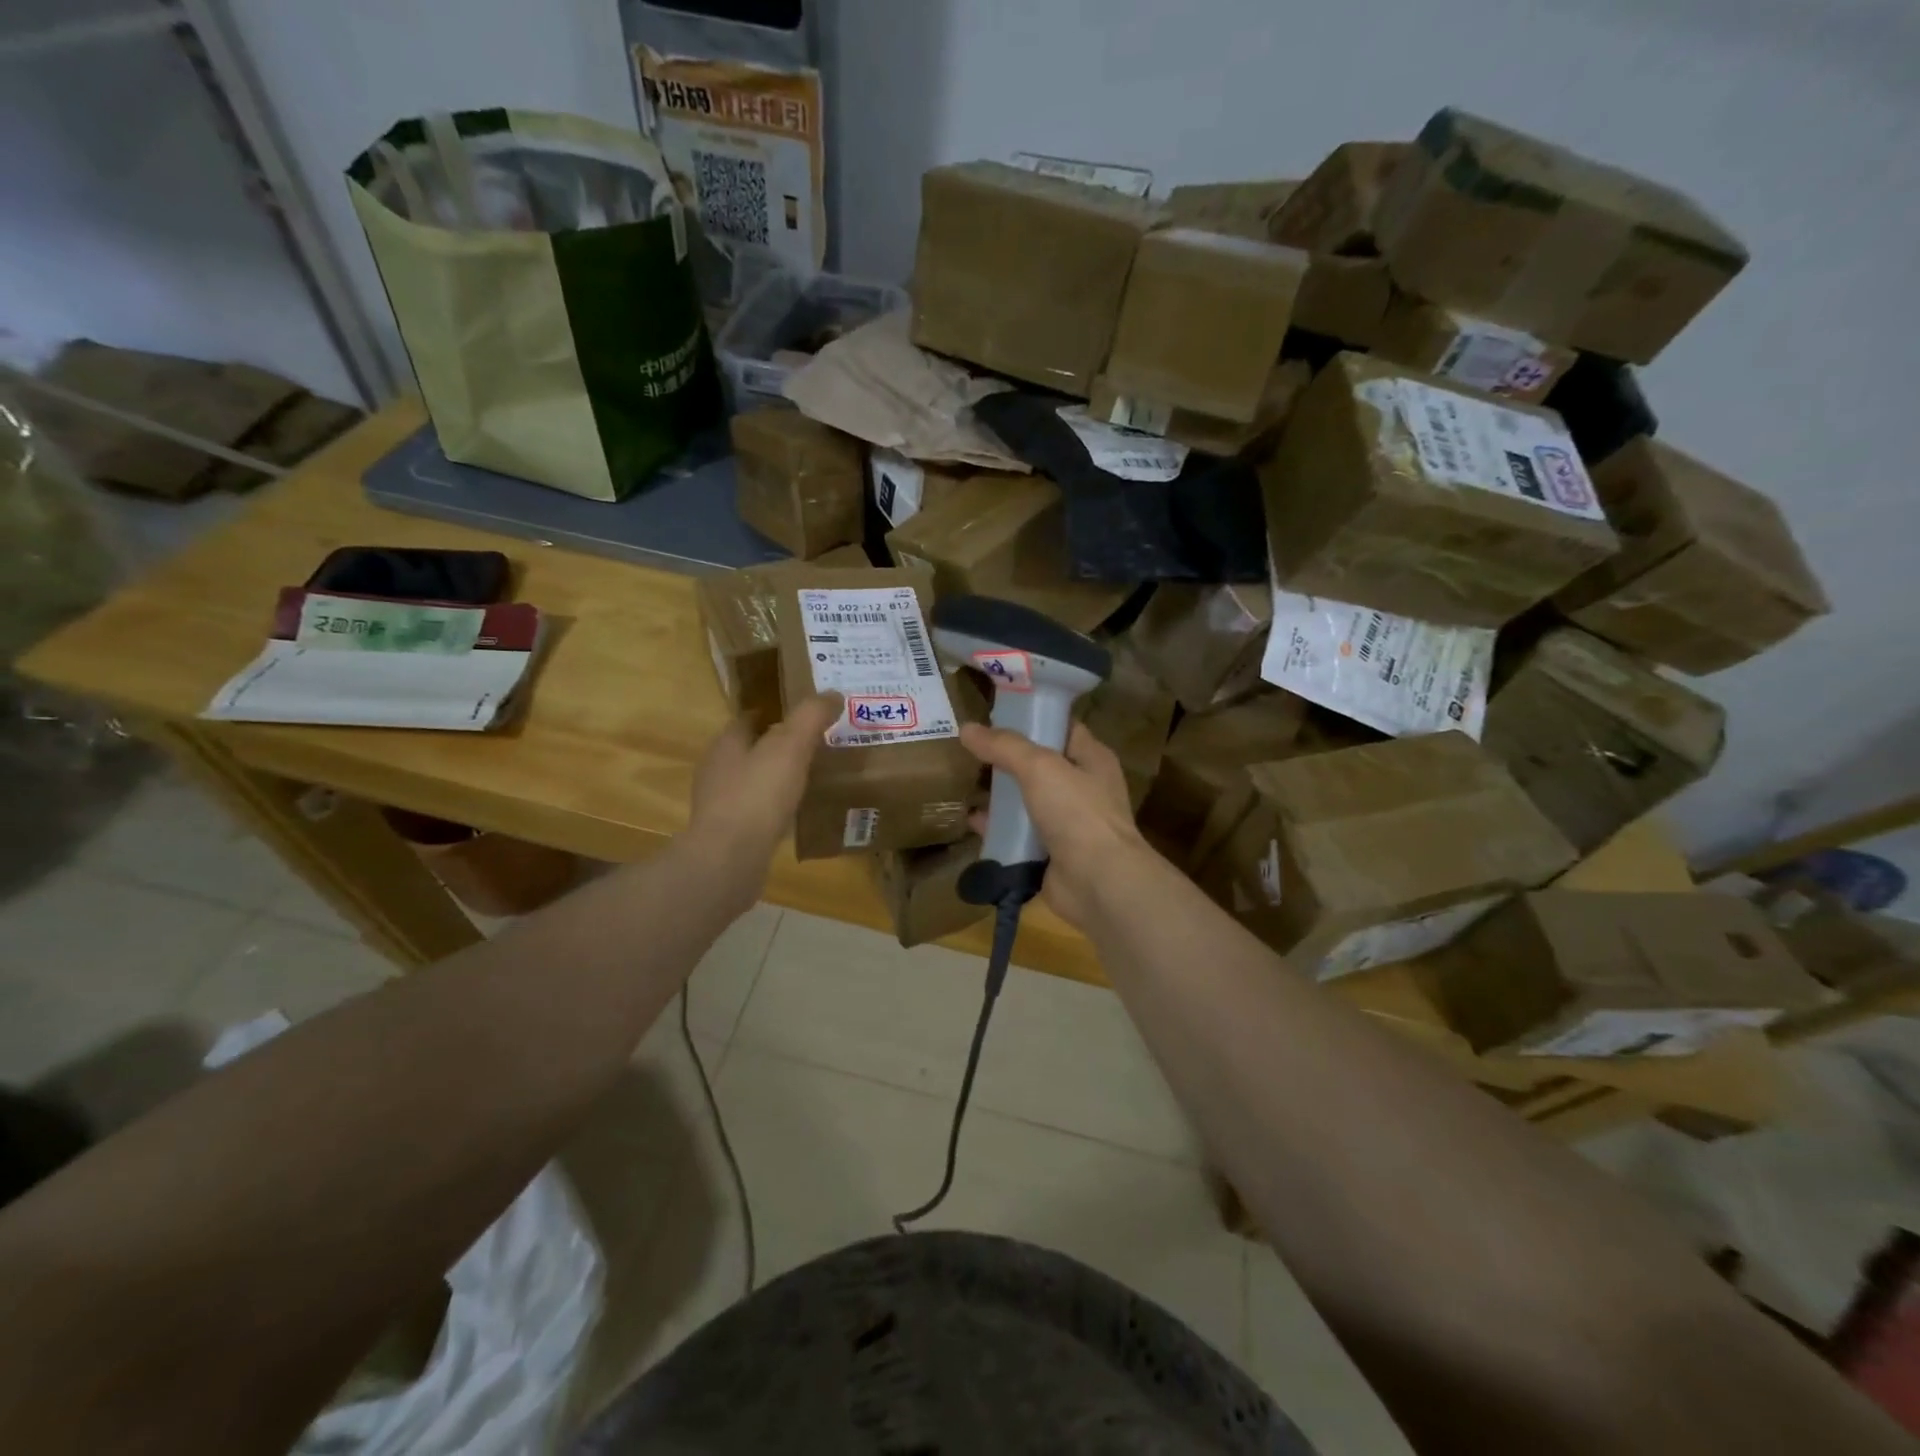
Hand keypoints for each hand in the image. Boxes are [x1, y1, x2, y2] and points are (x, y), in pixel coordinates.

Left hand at [687, 693, 841, 912]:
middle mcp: (717, 770)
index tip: (804, 715)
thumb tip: (832, 693)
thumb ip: (811, 717)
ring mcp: (720, 805)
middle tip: (815, 745)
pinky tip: (795, 813)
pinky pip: (756, 812)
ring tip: (809, 778)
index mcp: (726, 743)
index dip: (775, 713)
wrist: (730, 859)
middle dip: (778, 745)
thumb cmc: (758, 795)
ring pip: (753, 781)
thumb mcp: (791, 746)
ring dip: (775, 777)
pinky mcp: (728, 834)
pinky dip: (774, 807)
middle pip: (750, 749)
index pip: (749, 718)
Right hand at [960, 720, 1153, 928]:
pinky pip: (1019, 834)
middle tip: (971, 748)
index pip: (1061, 726)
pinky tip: (971, 821)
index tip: (995, 713)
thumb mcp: (1040, 767)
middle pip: (1040, 764)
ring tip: (965, 781)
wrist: (1098, 883)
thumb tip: (967, 729)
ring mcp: (1068, 823)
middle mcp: (1083, 787)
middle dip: (1007, 758)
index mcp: (1092, 758)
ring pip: (1027, 800)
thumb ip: (1004, 746)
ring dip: (1000, 794)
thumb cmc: (1077, 813)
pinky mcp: (1051, 852)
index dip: (1032, 717)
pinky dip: (998, 828)